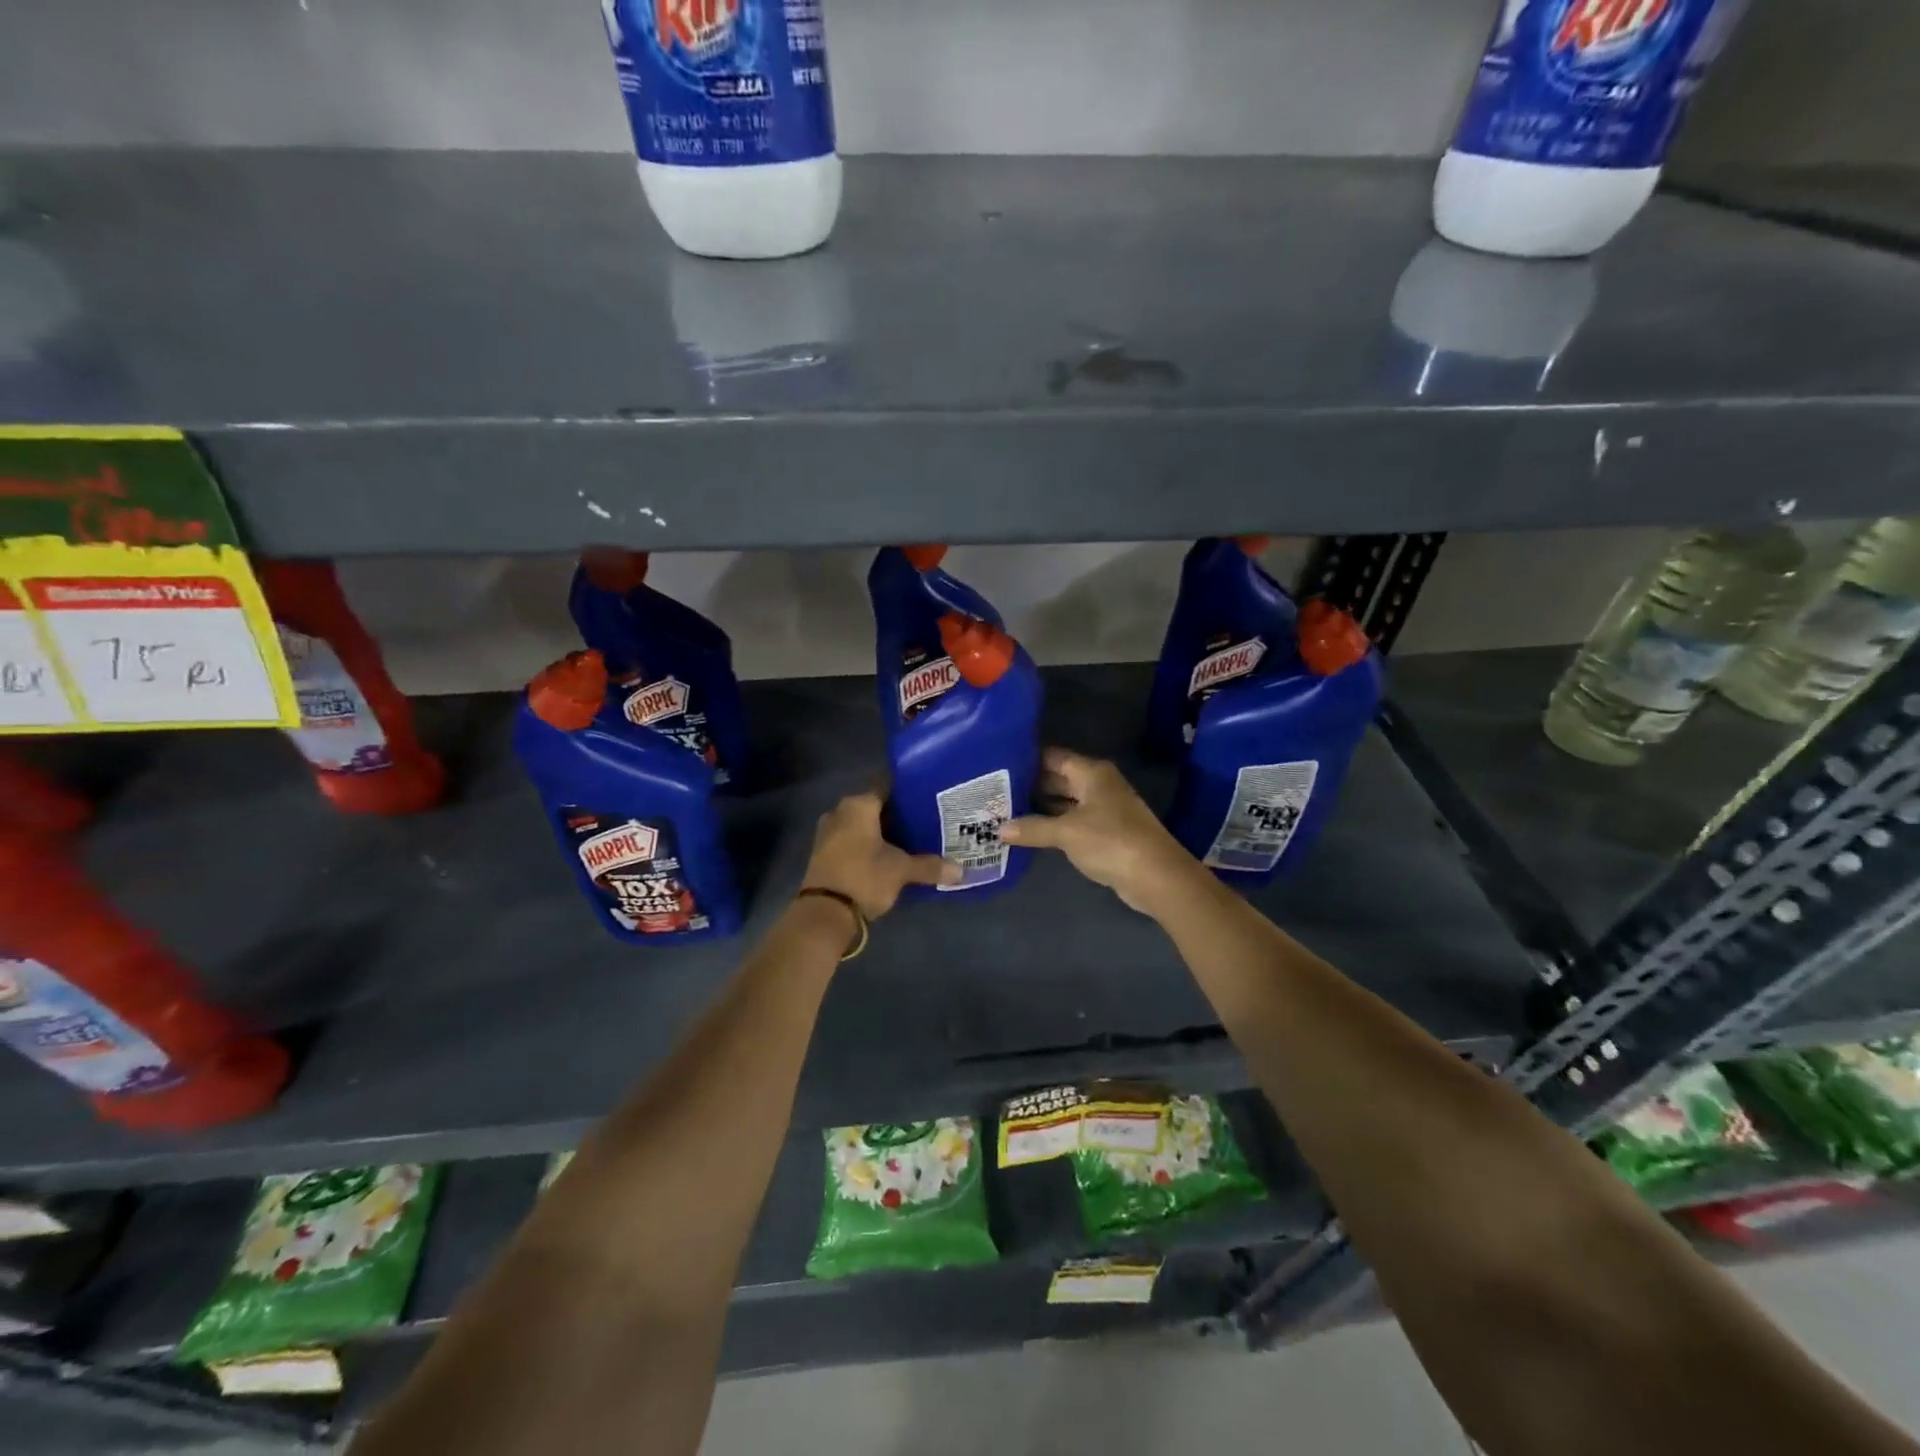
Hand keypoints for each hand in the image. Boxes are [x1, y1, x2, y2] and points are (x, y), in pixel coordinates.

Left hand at [802, 790, 958, 919]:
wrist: (824, 914)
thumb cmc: (864, 877)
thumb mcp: (901, 870)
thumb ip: (931, 866)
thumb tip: (962, 871)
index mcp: (858, 804)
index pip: (887, 785)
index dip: (909, 791)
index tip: (929, 796)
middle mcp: (840, 811)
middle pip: (875, 806)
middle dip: (899, 814)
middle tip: (927, 820)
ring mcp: (828, 832)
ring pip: (863, 825)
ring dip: (883, 831)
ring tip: (912, 838)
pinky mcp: (824, 853)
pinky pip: (853, 840)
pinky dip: (870, 845)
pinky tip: (889, 855)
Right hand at [999, 748, 1199, 915]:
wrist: (1156, 876)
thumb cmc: (1110, 841)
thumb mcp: (1066, 833)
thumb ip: (1032, 828)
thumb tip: (999, 829)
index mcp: (1092, 773)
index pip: (1053, 757)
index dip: (1027, 760)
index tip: (997, 764)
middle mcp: (1098, 785)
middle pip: (1058, 778)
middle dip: (1029, 785)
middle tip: (994, 791)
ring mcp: (1103, 809)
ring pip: (1065, 801)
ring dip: (1040, 807)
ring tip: (1004, 810)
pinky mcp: (1105, 832)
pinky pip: (1072, 821)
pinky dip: (1053, 825)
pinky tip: (1029, 832)